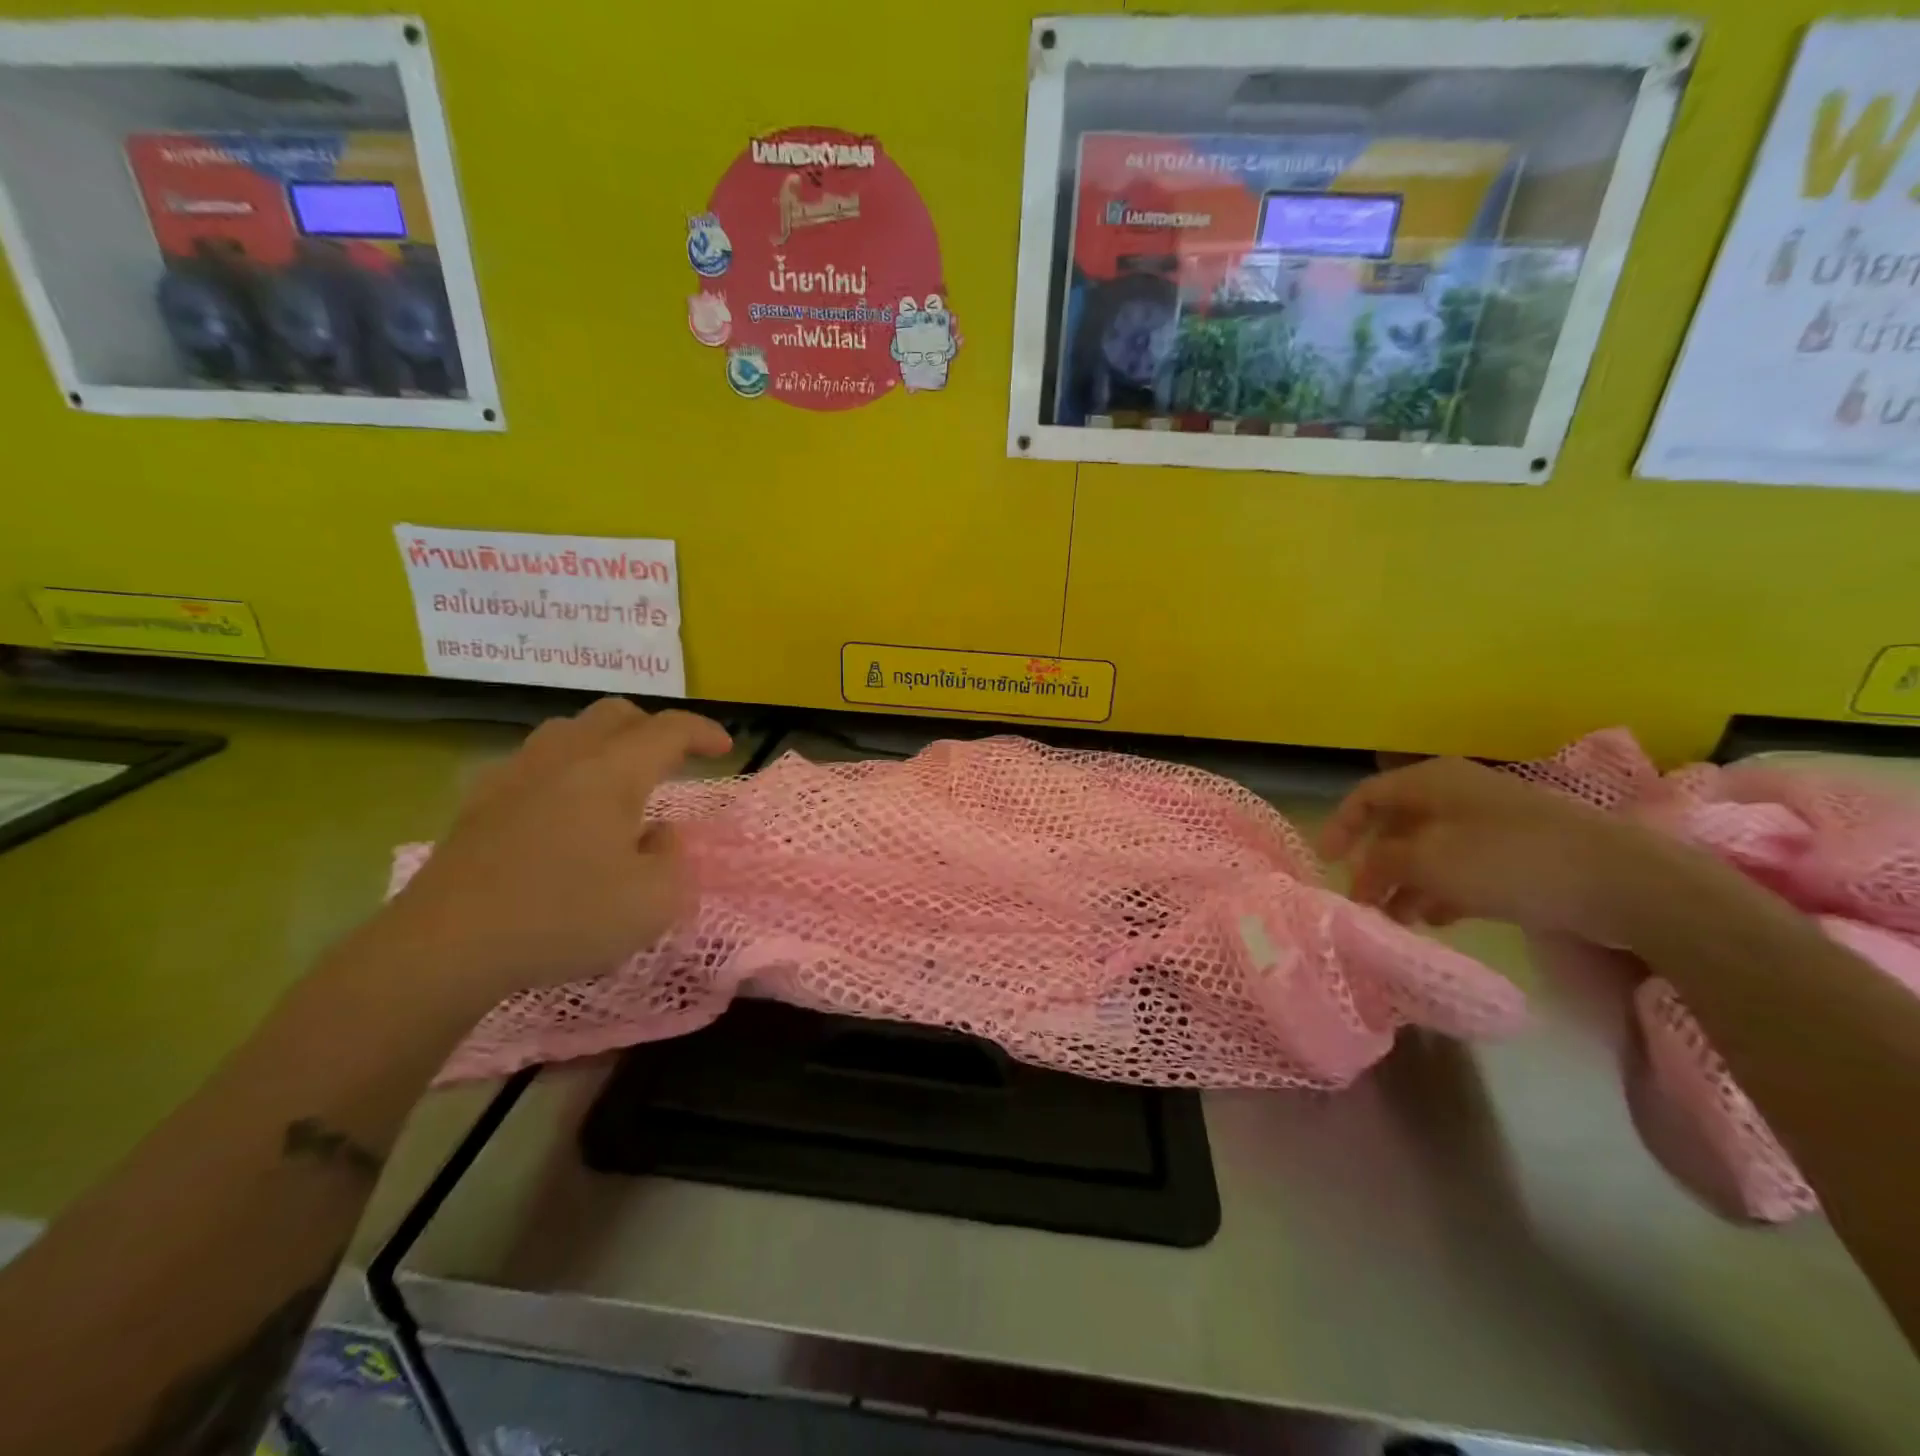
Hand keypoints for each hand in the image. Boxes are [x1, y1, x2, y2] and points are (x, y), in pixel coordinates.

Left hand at [370, 698, 731, 1010]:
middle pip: (616, 714)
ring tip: (619, 780)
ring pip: (569, 730)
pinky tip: (562, 808)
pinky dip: (564, 770)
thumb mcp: (654, 902)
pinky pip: (534, 762)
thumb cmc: (564, 918)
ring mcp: (515, 775)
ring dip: (605, 743)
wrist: (446, 947)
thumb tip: (658, 835)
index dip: (703, 731)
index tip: (726, 748)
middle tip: (674, 760)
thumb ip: (674, 859)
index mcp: (612, 772)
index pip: (668, 729)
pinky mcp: (480, 803)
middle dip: (654, 729)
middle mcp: (564, 758)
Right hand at [1320, 757, 1668, 941]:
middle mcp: (1456, 794)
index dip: (1340, 826)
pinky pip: (1463, 867)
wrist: (1622, 881)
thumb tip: (1364, 873)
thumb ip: (1381, 864)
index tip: (1325, 862)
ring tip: (1396, 919)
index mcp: (1430, 782)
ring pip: (1429, 850)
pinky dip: (1441, 889)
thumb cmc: (1508, 860)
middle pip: (1397, 825)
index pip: (1366, 796)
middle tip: (1362, 900)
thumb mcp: (1427, 861)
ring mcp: (1491, 823)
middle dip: (1375, 864)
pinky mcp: (1520, 853)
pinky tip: (1435, 918)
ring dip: (1406, 882)